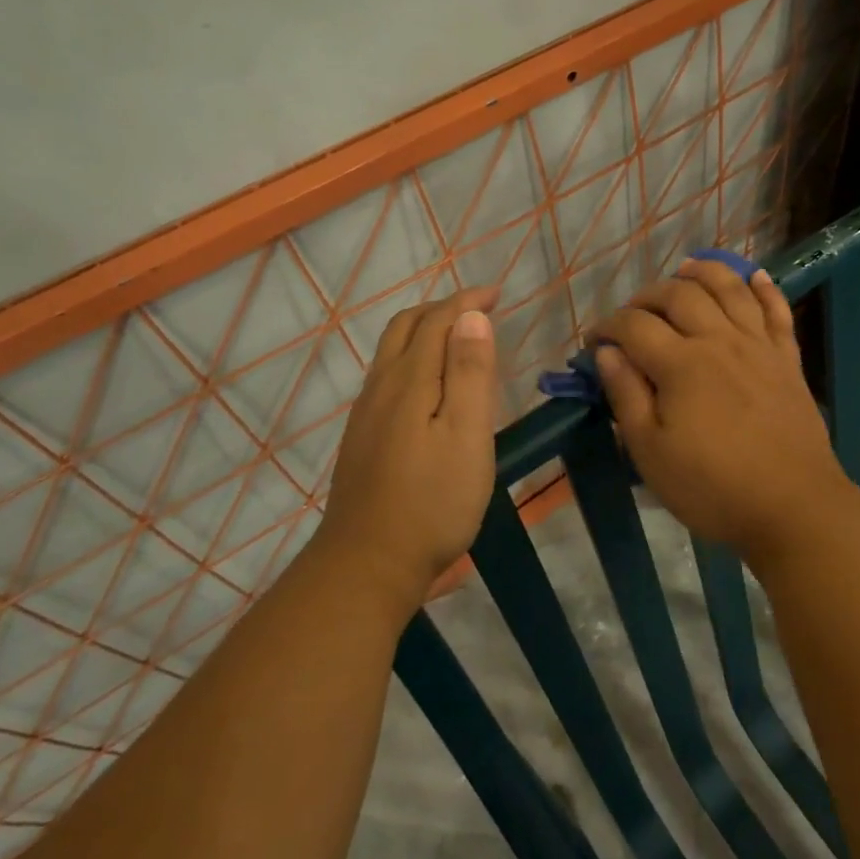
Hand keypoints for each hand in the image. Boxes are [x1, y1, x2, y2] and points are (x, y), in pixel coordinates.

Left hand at [312, 286, 499, 609]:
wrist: (367, 564)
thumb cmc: (432, 501)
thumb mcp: (466, 436)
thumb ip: (470, 374)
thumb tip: (472, 317)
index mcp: (410, 381)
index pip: (437, 321)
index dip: (467, 302)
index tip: (496, 294)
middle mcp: (382, 387)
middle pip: (405, 328)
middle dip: (442, 309)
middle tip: (478, 310)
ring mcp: (366, 414)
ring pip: (392, 352)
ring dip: (425, 332)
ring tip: (458, 339)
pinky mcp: (362, 438)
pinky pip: (387, 376)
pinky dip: (413, 358)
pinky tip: (429, 385)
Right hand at [587, 260, 859, 562]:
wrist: (793, 507)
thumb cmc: (713, 487)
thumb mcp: (651, 453)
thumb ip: (627, 396)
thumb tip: (607, 353)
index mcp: (681, 364)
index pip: (634, 326)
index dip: (607, 327)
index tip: (594, 343)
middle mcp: (719, 340)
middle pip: (679, 296)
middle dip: (647, 296)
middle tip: (631, 314)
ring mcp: (758, 346)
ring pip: (729, 289)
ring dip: (703, 273)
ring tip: (685, 269)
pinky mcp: (787, 359)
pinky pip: (776, 310)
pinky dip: (763, 287)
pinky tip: (752, 275)